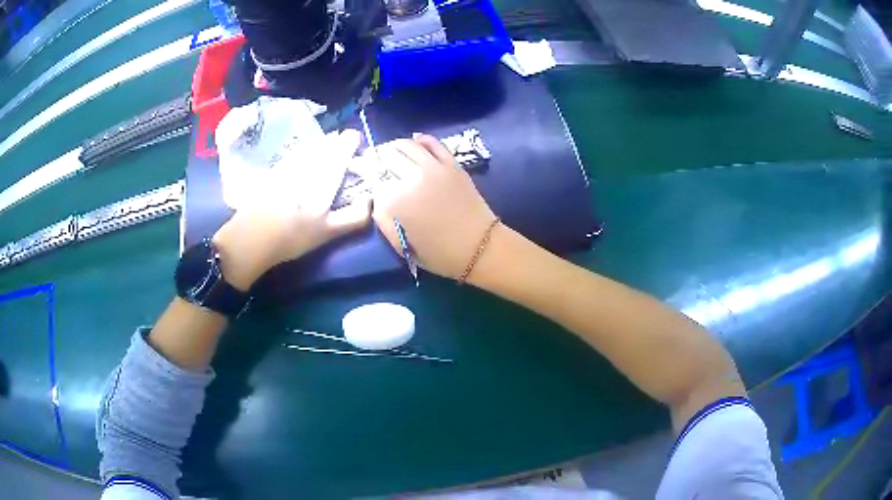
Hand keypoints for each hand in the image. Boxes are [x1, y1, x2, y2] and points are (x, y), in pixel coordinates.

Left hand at [212, 130, 370, 290]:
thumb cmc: (293, 237)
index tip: (357, 141)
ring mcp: (288, 165)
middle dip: (338, 141)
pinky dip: (305, 151)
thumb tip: (371, 201)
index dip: (351, 141)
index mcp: (324, 177)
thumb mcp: (328, 232)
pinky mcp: (273, 171)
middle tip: (344, 143)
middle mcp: (307, 165)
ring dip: (322, 144)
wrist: (251, 238)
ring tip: (329, 145)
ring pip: (310, 146)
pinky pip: (295, 153)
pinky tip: (305, 156)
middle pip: (326, 144)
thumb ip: (354, 216)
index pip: (342, 149)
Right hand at [372, 135, 495, 279]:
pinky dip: (421, 139)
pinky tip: (414, 141)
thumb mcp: (401, 245)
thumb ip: (383, 220)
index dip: (366, 176)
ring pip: (407, 145)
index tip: (364, 175)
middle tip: (375, 162)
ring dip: (394, 146)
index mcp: (396, 201)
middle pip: (387, 157)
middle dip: (377, 158)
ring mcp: (433, 167)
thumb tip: (376, 198)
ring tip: (390, 150)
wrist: (479, 247)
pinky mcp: (451, 164)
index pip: (373, 179)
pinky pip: (433, 143)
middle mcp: (411, 178)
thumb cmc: (438, 253)